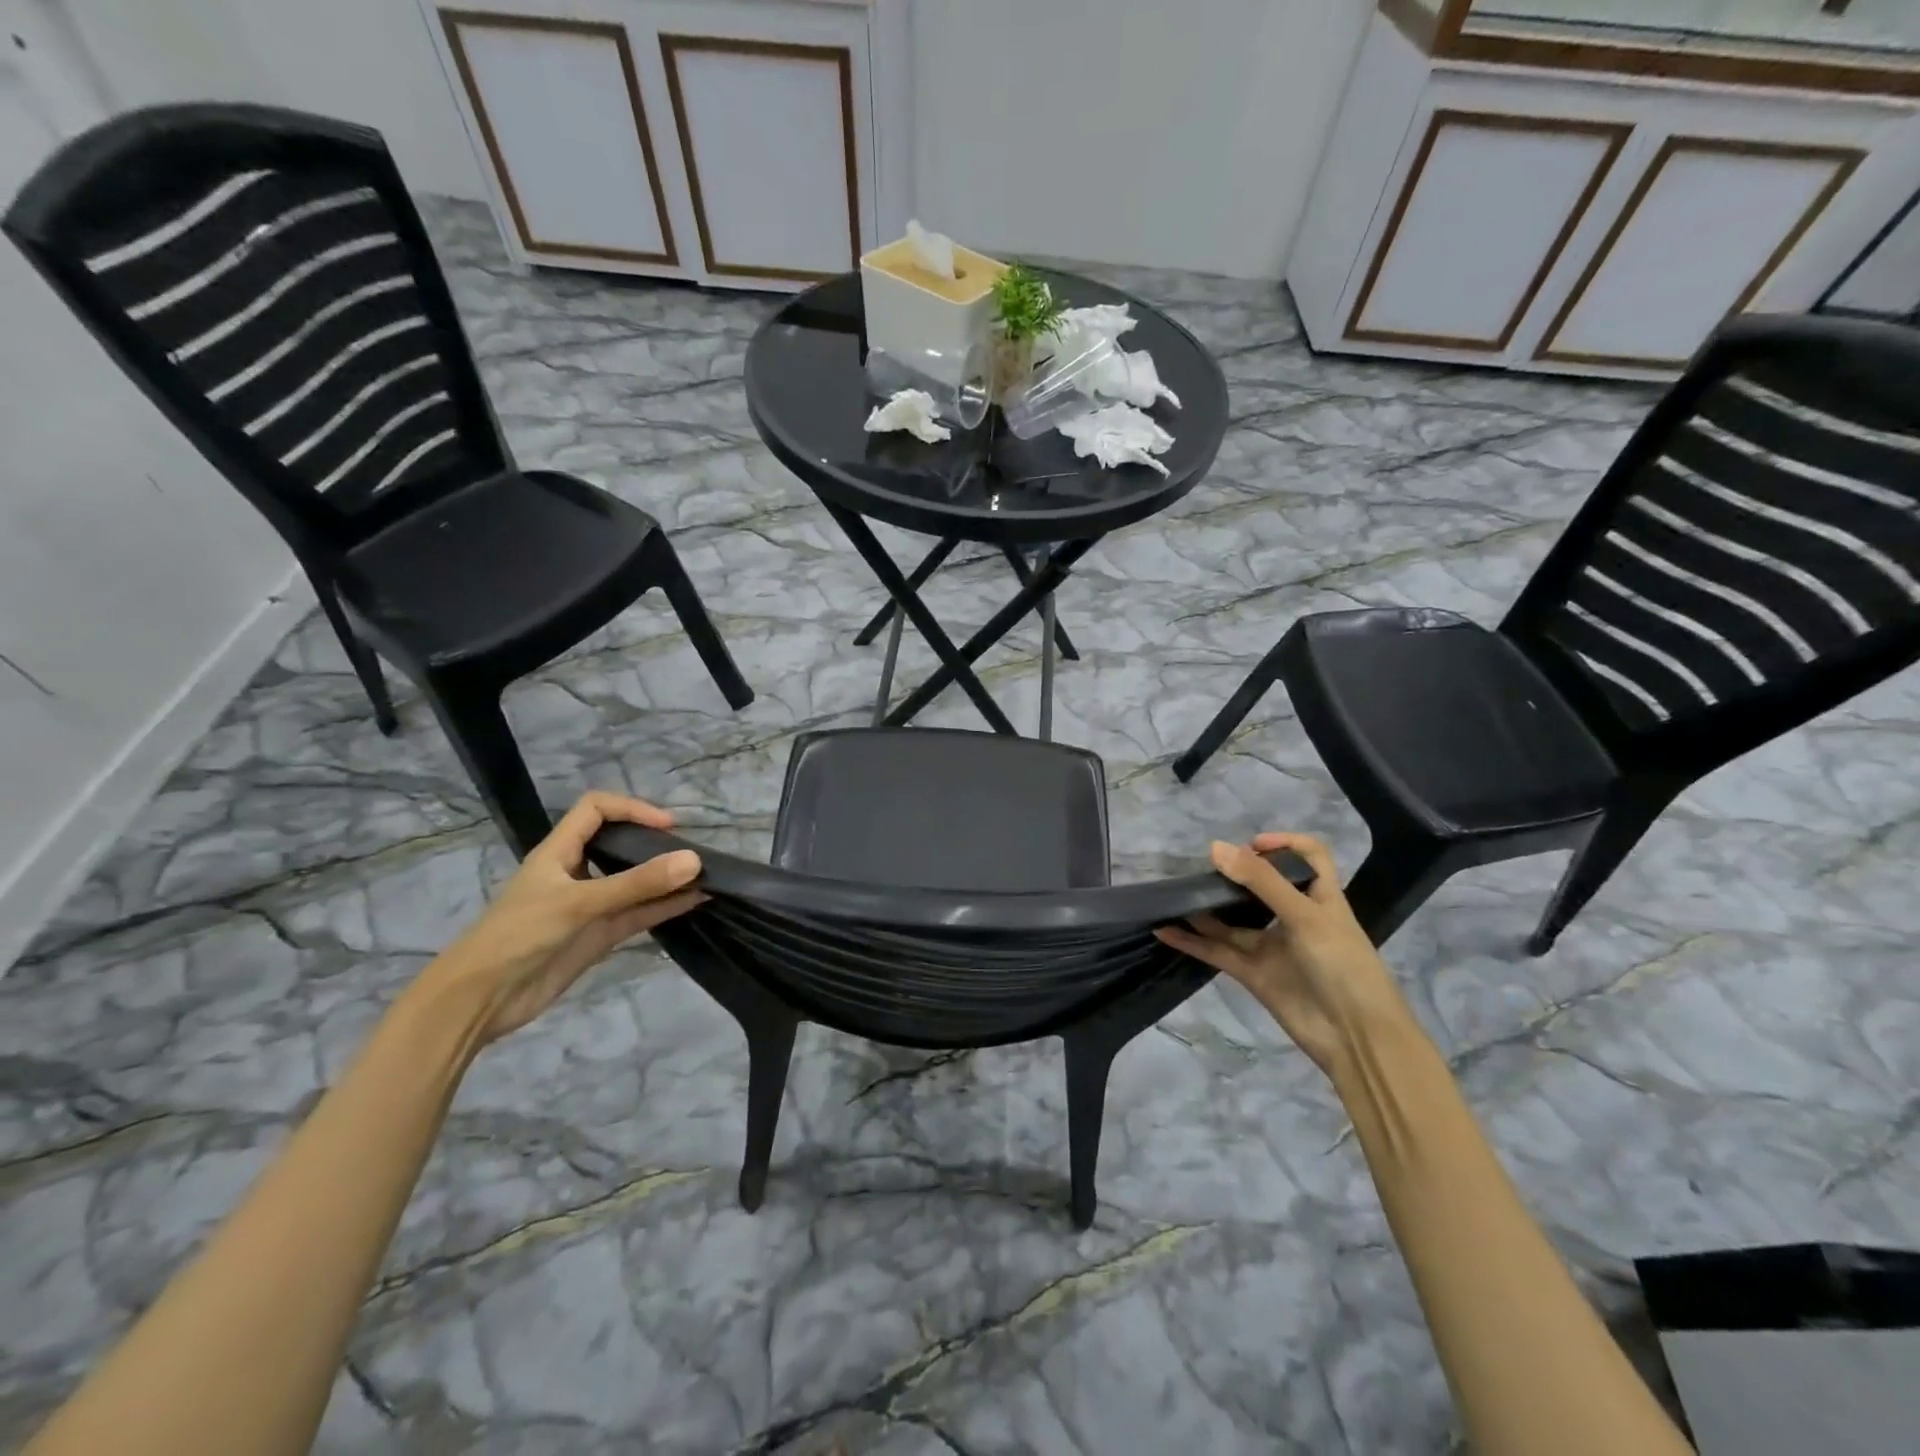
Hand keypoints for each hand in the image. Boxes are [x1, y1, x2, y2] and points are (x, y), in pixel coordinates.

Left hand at [426, 792, 704, 1045]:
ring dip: (666, 879)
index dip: (631, 808)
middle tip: (692, 850)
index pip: (596, 810)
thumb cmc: (520, 935)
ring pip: (634, 883)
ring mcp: (590, 906)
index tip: (667, 826)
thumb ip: (637, 884)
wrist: (481, 1000)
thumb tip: (694, 861)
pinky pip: (639, 914)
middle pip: (619, 844)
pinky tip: (694, 902)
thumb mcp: (579, 903)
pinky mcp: (599, 935)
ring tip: (704, 875)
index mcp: (559, 852)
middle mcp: (577, 873)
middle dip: (655, 843)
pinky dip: (665, 907)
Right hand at [1155, 834, 1414, 1074]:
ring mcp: (1272, 947)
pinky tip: (1165, 930)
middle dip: (1234, 875)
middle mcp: (1295, 918)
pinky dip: (1192, 942)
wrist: (1356, 1039)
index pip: (1309, 858)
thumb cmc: (1342, 965)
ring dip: (1206, 908)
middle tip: (1204, 868)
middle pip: (1262, 887)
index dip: (1284, 844)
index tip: (1251, 845)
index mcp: (1320, 898)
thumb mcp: (1305, 916)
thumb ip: (1261, 882)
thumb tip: (1215, 848)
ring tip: (1175, 894)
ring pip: (1233, 921)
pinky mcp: (1253, 974)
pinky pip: (1218, 951)